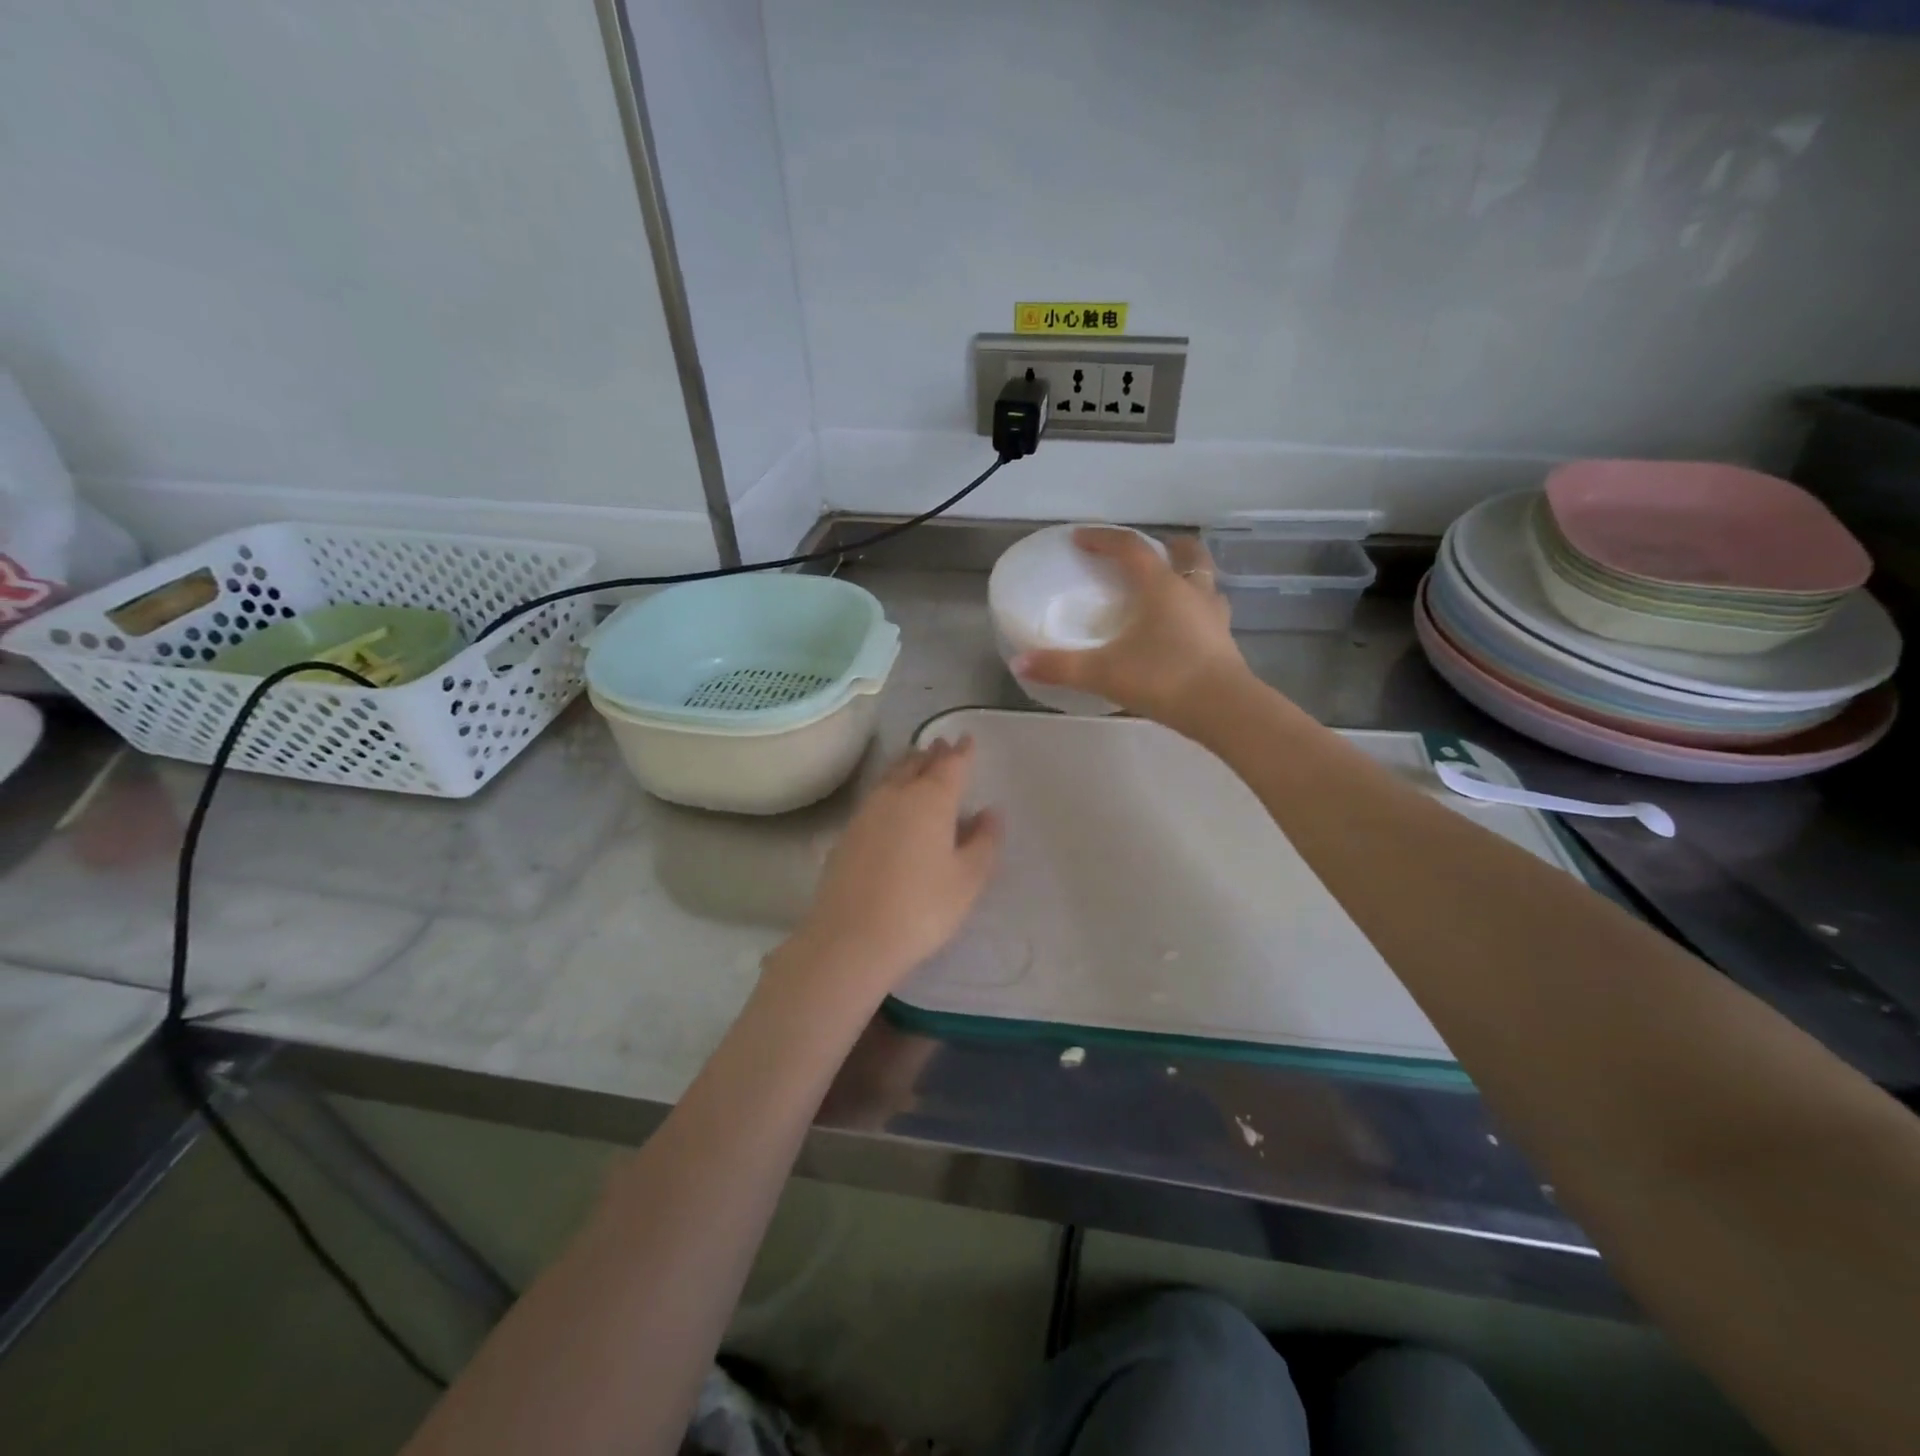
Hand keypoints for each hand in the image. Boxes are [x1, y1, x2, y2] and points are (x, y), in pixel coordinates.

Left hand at [770, 737, 1001, 1011]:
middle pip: (917, 765)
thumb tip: (989, 812)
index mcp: (931, 800)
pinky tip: (890, 801)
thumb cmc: (921, 908)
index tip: (967, 739)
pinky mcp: (847, 834)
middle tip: (943, 745)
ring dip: (908, 765)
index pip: (951, 765)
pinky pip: (875, 797)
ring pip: (891, 777)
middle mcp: (897, 796)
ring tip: (917, 761)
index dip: (962, 752)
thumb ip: (983, 842)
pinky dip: (889, 788)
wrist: (851, 938)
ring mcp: (866, 813)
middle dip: (933, 754)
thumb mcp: (968, 880)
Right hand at [1013, 527, 1248, 727]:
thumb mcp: (1104, 673)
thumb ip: (1061, 667)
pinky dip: (1194, 610)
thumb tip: (1019, 664)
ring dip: (1187, 576)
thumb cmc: (1164, 678)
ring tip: (1166, 590)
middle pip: (1186, 552)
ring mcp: (1214, 616)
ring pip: (1205, 581)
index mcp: (1161, 587)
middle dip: (1165, 545)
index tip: (1080, 538)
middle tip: (1144, 554)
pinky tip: (1181, 630)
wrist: (1225, 710)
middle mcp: (1192, 591)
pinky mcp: (1225, 641)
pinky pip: (1209, 612)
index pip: (1131, 548)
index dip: (1103, 538)